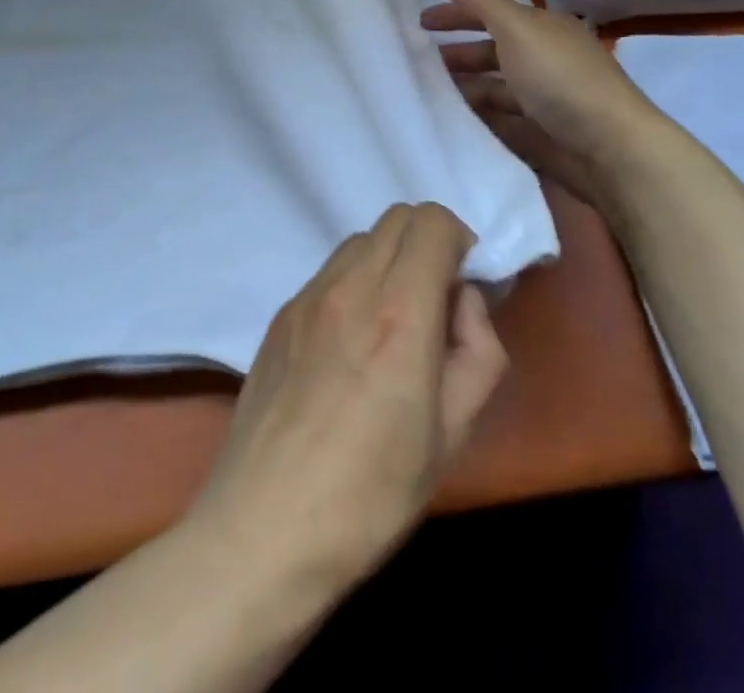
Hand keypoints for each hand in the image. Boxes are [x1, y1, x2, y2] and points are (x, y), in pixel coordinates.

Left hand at [190, 202, 506, 598]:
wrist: (266, 525)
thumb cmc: (373, 493)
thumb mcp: (454, 435)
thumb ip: (477, 351)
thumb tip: (463, 301)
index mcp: (398, 313)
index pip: (431, 221)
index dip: (458, 239)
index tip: (465, 282)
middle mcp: (349, 286)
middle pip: (396, 218)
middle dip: (428, 243)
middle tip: (437, 301)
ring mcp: (307, 295)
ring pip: (360, 241)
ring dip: (390, 260)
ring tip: (393, 323)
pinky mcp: (281, 314)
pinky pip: (329, 271)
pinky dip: (355, 281)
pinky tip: (352, 342)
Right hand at [419, 0, 668, 202]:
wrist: (612, 150)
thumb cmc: (561, 79)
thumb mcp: (516, 28)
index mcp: (543, 29)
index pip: (492, 13)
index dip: (457, 13)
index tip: (420, 22)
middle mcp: (545, 60)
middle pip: (493, 50)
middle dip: (457, 52)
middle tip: (418, 61)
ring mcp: (544, 99)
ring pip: (495, 86)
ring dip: (464, 86)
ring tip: (428, 94)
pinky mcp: (542, 135)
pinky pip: (501, 119)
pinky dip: (478, 116)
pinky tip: (454, 121)